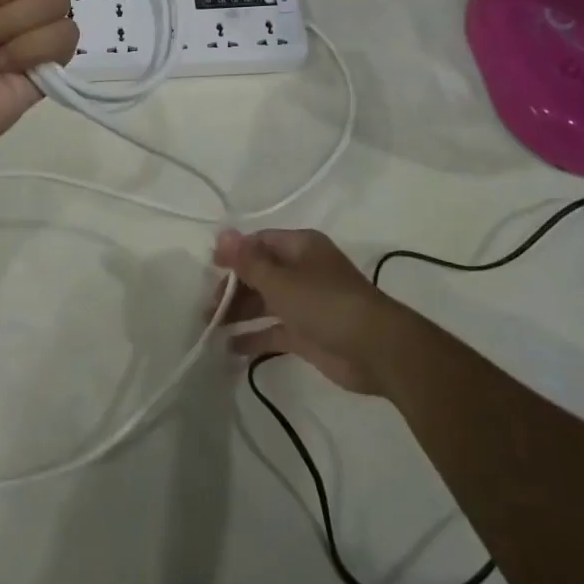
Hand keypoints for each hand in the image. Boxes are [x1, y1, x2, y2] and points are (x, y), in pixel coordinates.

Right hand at [210, 228, 405, 394]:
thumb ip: (248, 262)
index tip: (210, 268)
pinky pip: (274, 330)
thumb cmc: (325, 303)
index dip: (234, 253)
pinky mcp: (308, 334)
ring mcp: (306, 304)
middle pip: (260, 272)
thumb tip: (222, 234)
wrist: (376, 349)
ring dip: (239, 312)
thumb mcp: (280, 280)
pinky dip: (254, 336)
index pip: (260, 242)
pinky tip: (230, 347)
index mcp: (300, 247)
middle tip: (207, 306)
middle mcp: (303, 271)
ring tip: (209, 325)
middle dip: (233, 287)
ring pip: (265, 302)